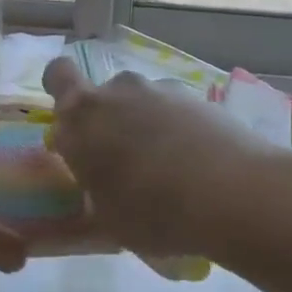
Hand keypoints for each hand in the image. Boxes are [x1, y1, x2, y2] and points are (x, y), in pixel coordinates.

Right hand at [41, 59, 275, 258]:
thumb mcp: (106, 217)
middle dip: (110, 121)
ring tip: (167, 171)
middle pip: (105, 95)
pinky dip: (179, 132)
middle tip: (123, 163)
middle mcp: (118, 91)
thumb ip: (93, 187)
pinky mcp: (200, 98)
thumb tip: (96, 179)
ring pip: (143, 103)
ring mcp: (162, 91)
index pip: (58, 74)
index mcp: (82, 115)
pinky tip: (196, 168)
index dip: (62, 90)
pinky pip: (176, 113)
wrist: (233, 194)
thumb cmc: (151, 211)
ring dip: (146, 126)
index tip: (73, 122)